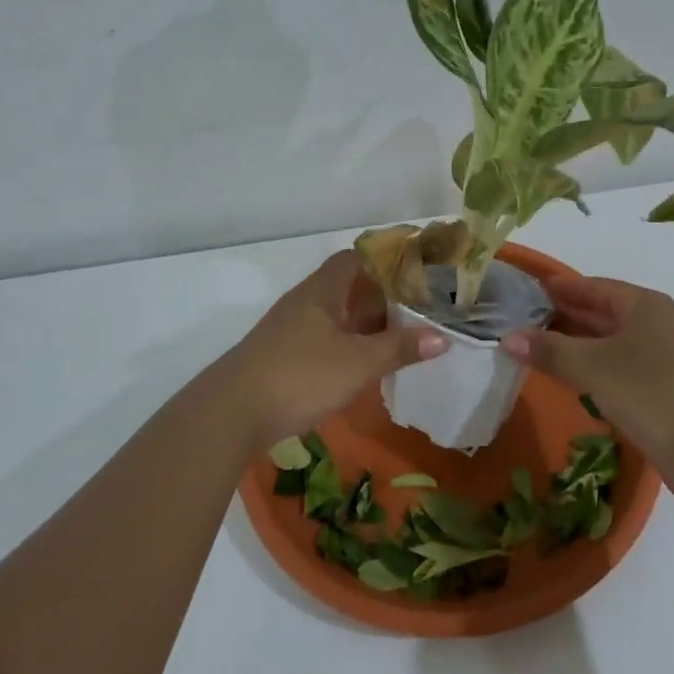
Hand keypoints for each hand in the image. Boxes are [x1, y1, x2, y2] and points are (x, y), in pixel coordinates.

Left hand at [220, 250, 448, 447]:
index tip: (416, 272)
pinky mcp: (283, 357)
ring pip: (336, 317)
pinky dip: (348, 346)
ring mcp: (291, 331)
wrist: (231, 413)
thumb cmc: (300, 375)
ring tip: (401, 337)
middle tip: (419, 309)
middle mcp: (305, 303)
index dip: (385, 261)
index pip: (355, 259)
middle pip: (348, 288)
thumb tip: (443, 337)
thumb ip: (400, 348)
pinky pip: (325, 340)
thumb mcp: (359, 363)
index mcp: (322, 291)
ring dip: (365, 325)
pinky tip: (366, 365)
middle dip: (382, 297)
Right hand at [501, 276, 673, 502]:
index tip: (525, 291)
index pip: (593, 286)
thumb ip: (550, 351)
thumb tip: (506, 337)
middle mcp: (654, 324)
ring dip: (574, 344)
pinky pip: (616, 367)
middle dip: (562, 316)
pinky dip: (590, 368)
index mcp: (644, 305)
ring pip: (608, 342)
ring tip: (533, 348)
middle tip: (520, 321)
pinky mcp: (661, 389)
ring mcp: (661, 357)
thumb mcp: (594, 368)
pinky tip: (567, 378)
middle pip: (600, 312)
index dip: (559, 288)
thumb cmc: (651, 394)